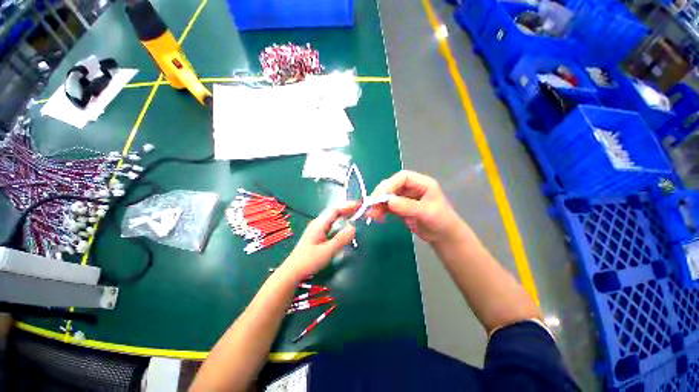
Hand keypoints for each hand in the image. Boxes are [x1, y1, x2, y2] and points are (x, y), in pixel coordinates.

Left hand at [277, 202, 357, 281]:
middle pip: (334, 212)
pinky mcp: (318, 236)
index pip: (335, 210)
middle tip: (361, 211)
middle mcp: (318, 224)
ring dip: (344, 216)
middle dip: (347, 210)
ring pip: (333, 219)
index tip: (360, 205)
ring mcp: (317, 229)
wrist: (292, 272)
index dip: (347, 206)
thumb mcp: (327, 251)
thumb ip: (341, 239)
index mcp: (319, 224)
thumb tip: (354, 227)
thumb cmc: (308, 261)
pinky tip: (345, 228)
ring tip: (356, 217)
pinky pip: (332, 226)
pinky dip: (341, 224)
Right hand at [367, 170, 463, 243]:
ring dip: (378, 204)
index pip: (402, 177)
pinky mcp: (400, 208)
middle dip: (381, 194)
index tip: (379, 195)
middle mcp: (412, 188)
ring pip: (388, 197)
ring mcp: (405, 198)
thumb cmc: (442, 222)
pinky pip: (388, 206)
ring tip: (371, 214)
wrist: (444, 237)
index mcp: (422, 183)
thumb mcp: (427, 212)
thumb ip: (408, 206)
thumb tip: (389, 201)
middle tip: (371, 205)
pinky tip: (376, 217)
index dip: (390, 184)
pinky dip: (381, 210)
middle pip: (392, 186)